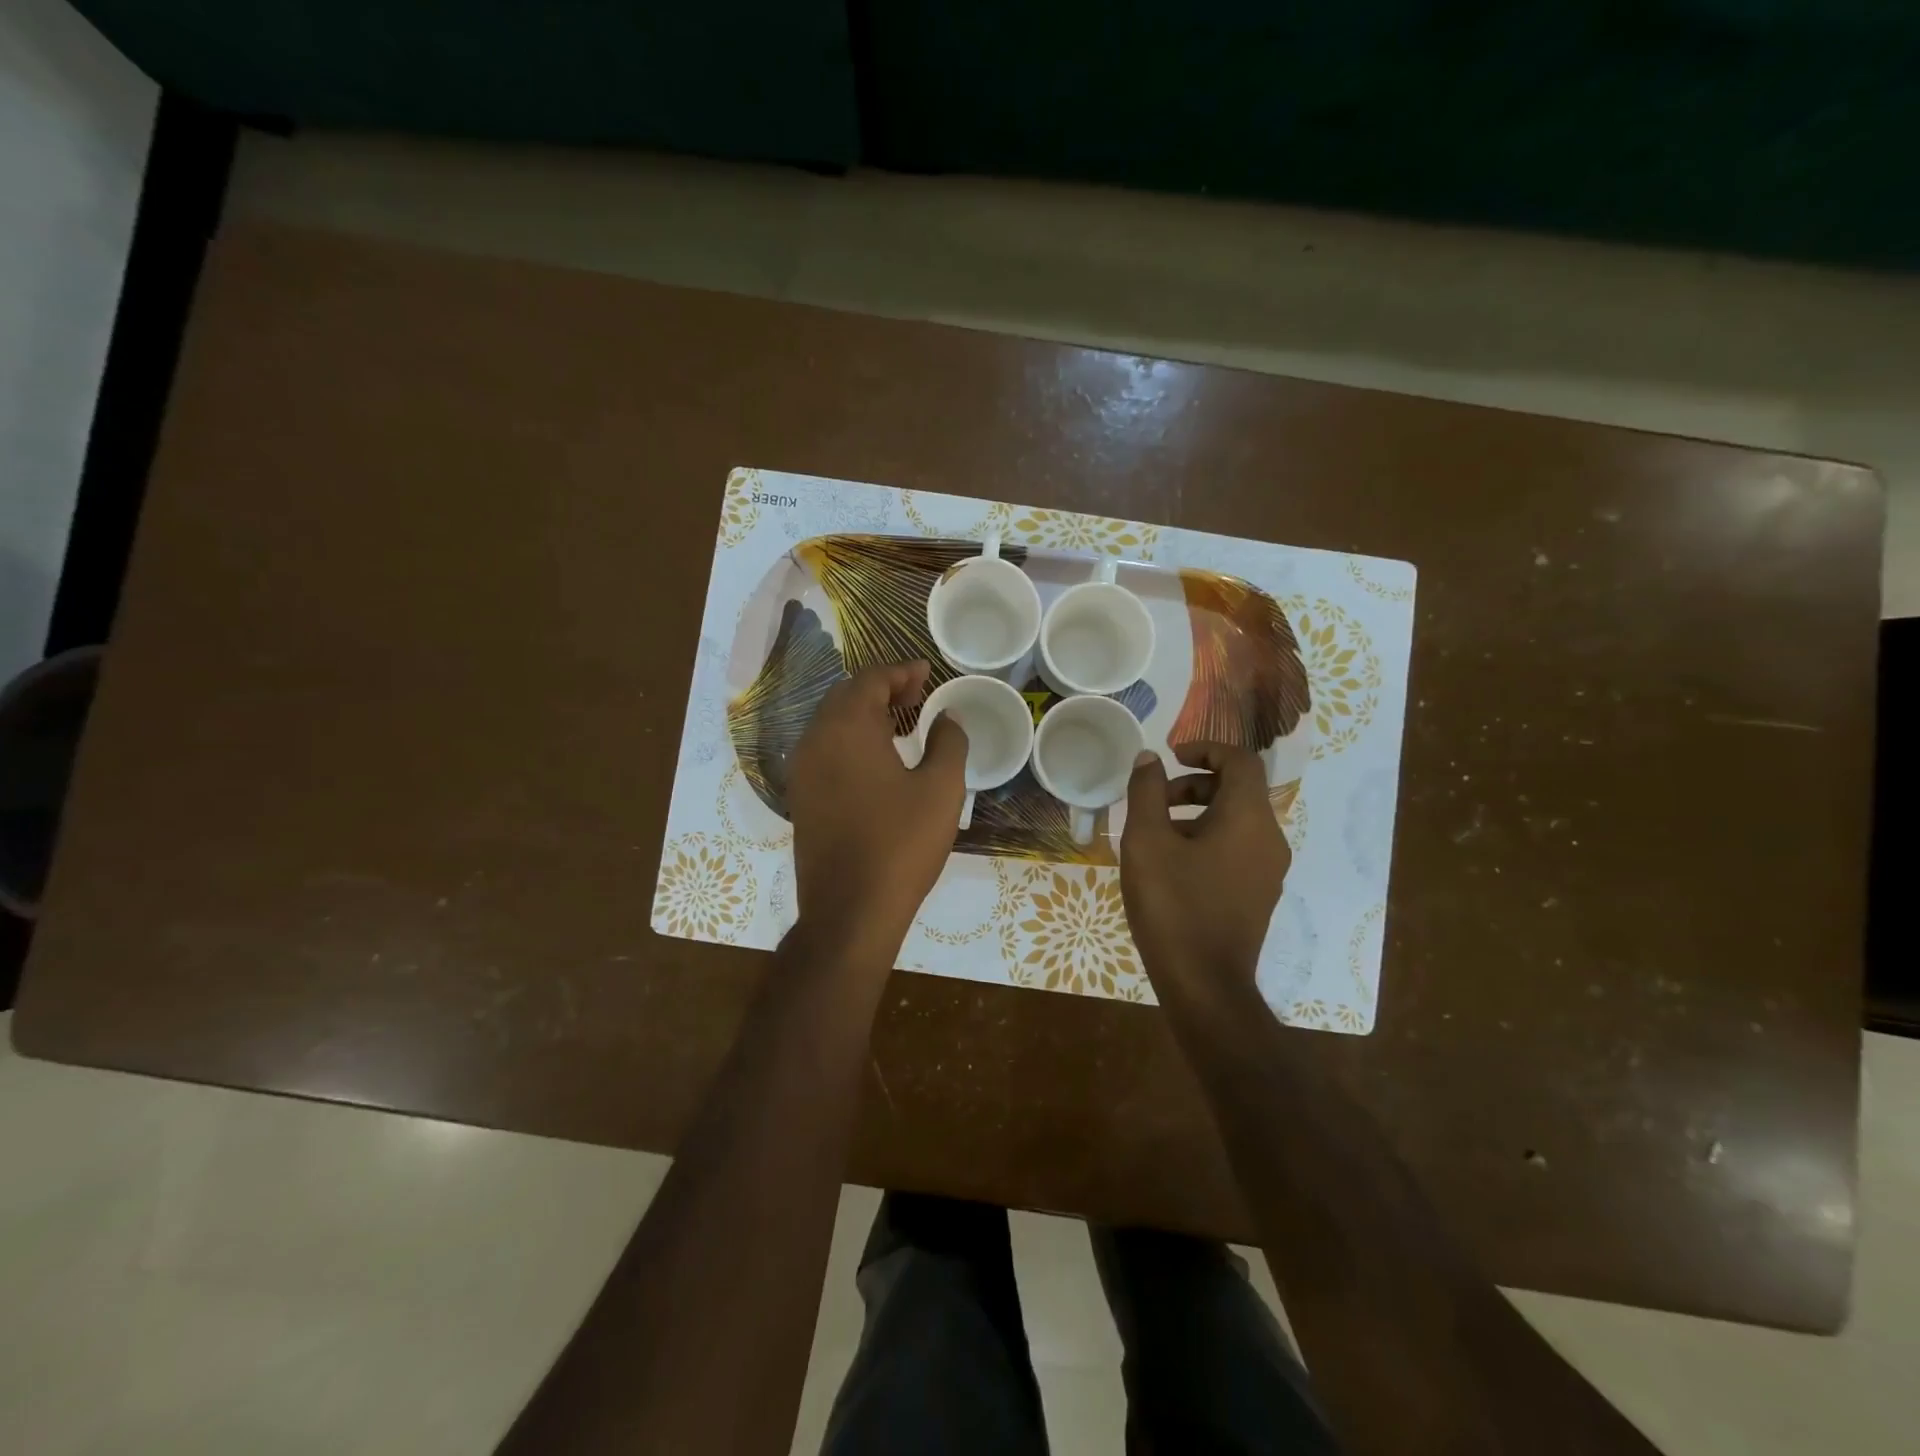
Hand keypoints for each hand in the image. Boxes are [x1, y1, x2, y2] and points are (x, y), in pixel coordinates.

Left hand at [787, 660, 967, 957]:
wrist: (850, 910)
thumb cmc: (901, 843)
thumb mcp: (941, 789)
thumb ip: (949, 742)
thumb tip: (947, 718)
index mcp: (847, 728)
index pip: (870, 680)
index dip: (901, 671)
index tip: (927, 672)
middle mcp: (815, 740)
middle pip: (846, 697)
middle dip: (882, 689)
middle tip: (918, 694)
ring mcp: (803, 771)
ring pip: (833, 724)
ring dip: (866, 714)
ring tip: (903, 724)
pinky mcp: (802, 798)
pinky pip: (826, 750)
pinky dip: (852, 740)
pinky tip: (879, 760)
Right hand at [1120, 742, 1290, 1005]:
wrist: (1205, 984)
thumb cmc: (1173, 905)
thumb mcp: (1146, 841)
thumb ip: (1146, 792)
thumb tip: (1149, 758)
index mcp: (1248, 818)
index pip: (1240, 761)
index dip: (1205, 749)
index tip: (1170, 756)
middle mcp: (1269, 838)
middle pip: (1238, 790)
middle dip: (1194, 784)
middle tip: (1154, 799)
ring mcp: (1269, 870)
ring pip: (1237, 820)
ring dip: (1198, 812)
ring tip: (1157, 834)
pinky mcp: (1260, 894)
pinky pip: (1238, 848)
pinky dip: (1208, 838)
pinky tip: (1173, 865)